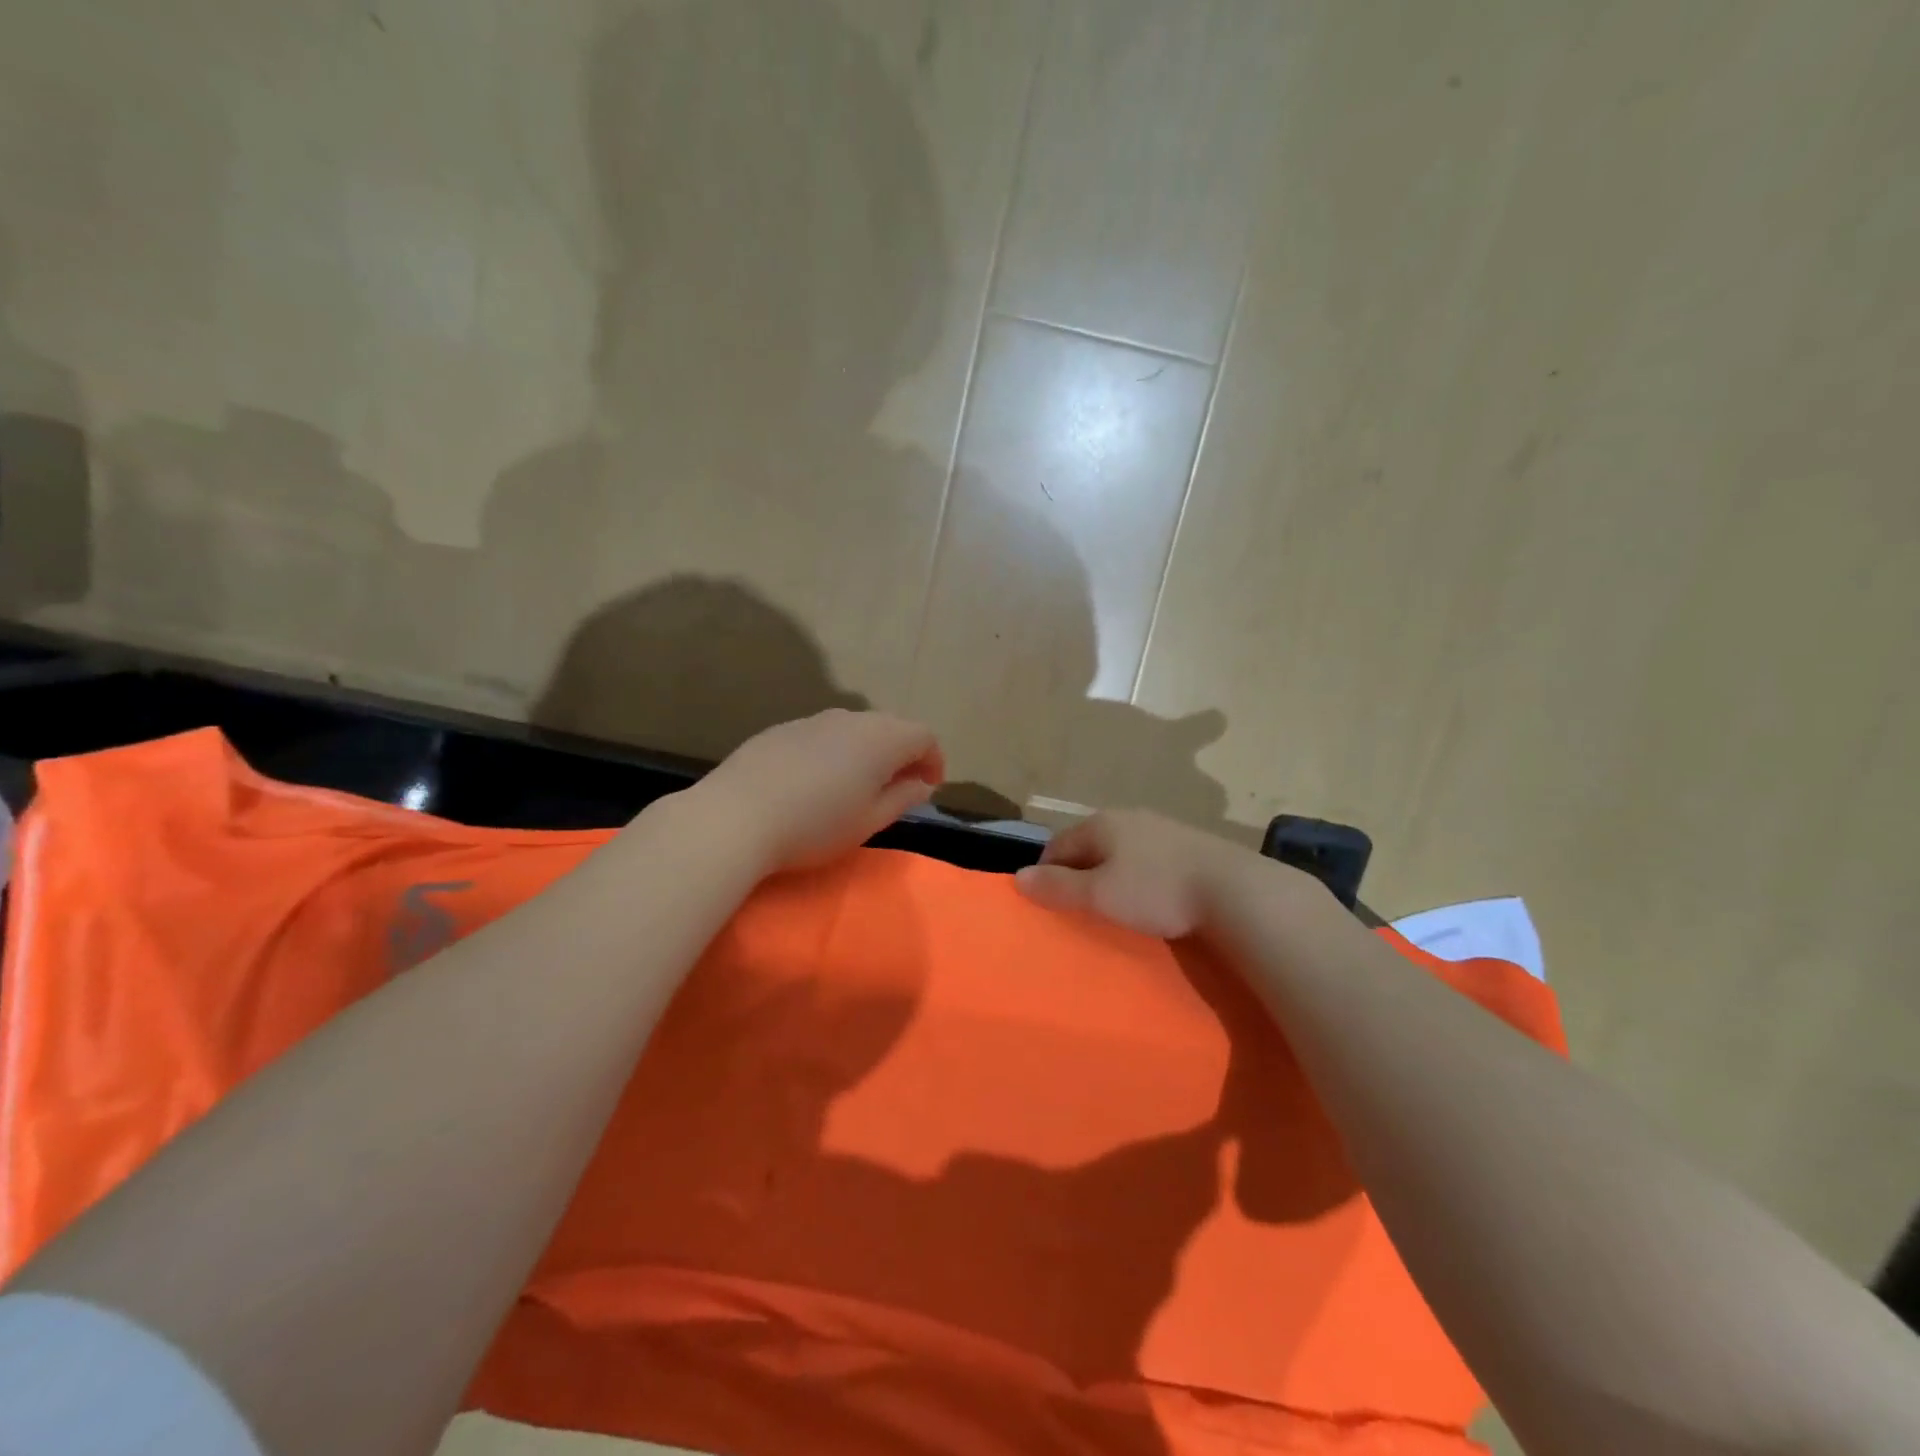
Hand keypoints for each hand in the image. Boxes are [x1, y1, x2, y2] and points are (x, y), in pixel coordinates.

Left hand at [695, 709, 943, 874]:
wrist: (735, 816)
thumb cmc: (815, 825)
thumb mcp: (869, 821)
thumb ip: (902, 798)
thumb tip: (921, 784)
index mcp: (881, 739)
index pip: (923, 737)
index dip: (933, 761)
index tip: (927, 788)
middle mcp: (850, 719)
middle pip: (890, 727)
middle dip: (902, 754)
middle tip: (897, 788)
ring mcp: (812, 720)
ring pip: (853, 729)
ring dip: (866, 752)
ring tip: (855, 786)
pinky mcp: (781, 729)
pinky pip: (821, 735)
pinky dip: (833, 752)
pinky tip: (813, 782)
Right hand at [1014, 810, 1251, 938]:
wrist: (1233, 889)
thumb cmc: (1156, 891)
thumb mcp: (1100, 895)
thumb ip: (1058, 886)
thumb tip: (1018, 877)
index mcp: (1101, 824)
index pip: (1057, 845)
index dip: (1046, 872)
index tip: (1048, 903)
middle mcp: (1128, 817)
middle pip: (1090, 845)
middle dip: (1079, 872)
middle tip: (1081, 907)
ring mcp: (1161, 827)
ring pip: (1121, 850)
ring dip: (1111, 873)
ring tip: (1116, 905)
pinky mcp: (1189, 844)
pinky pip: (1148, 858)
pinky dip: (1140, 875)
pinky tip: (1152, 897)